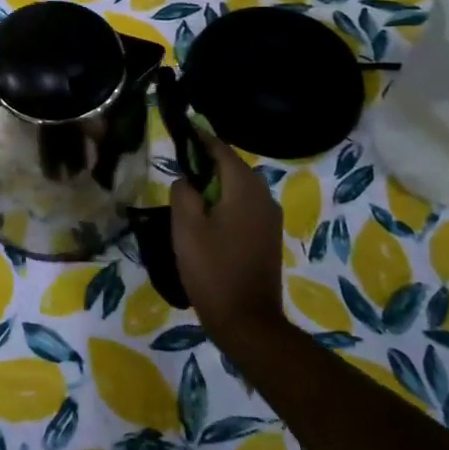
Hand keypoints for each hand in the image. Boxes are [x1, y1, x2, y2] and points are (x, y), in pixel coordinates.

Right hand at [171, 134, 285, 348]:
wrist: (247, 321)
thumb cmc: (212, 270)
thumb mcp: (186, 228)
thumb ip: (183, 193)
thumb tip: (186, 180)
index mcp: (244, 189)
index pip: (221, 150)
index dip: (201, 138)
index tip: (183, 128)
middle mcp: (263, 197)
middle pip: (233, 167)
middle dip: (207, 162)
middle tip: (179, 164)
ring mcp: (269, 218)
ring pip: (239, 188)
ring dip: (216, 184)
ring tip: (189, 191)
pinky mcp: (267, 237)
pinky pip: (244, 206)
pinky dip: (225, 202)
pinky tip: (206, 216)